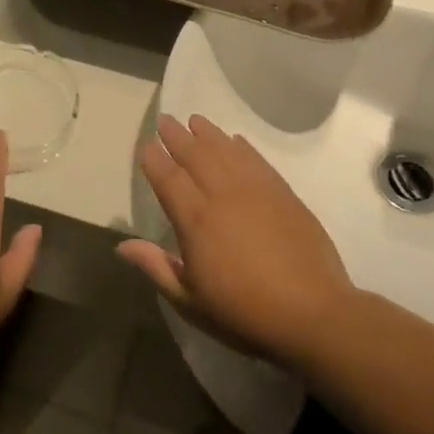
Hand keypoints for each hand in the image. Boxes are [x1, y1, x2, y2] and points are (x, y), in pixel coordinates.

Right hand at [118, 115, 357, 366]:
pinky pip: (257, 160)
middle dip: (177, 136)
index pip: (168, 179)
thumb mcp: (190, 300)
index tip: (146, 145)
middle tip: (166, 120)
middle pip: (196, 156)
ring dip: (208, 134)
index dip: (155, 160)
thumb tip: (122, 245)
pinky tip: (236, 141)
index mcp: (195, 221)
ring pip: (226, 151)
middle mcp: (223, 196)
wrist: (312, 313)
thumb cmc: (243, 312)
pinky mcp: (284, 194)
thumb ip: (156, 267)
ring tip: (195, 120)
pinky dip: (243, 147)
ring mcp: (256, 191)